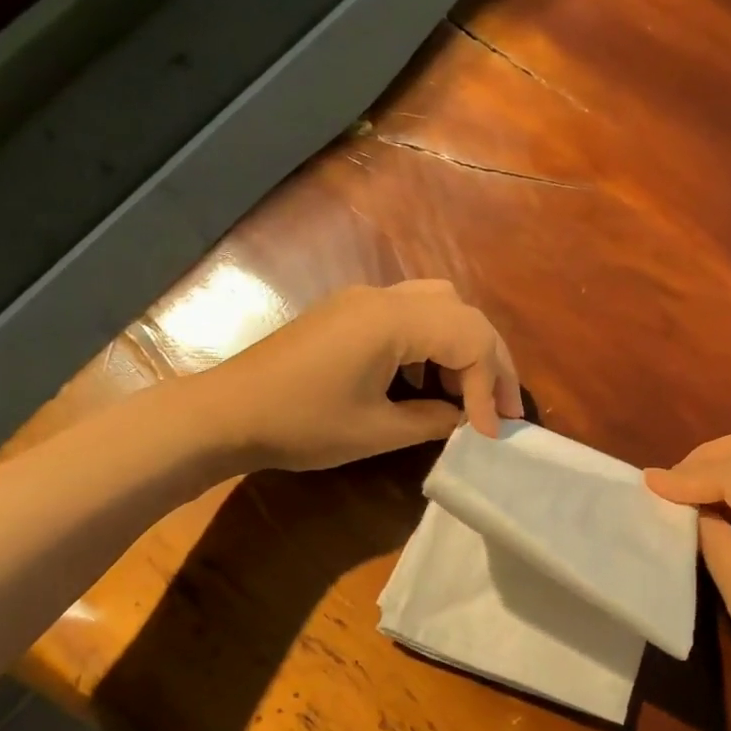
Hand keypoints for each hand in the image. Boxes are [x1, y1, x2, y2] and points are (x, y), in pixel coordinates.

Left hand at [209, 280, 521, 471]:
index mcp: (393, 320)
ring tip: (470, 395)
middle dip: (492, 361)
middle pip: (463, 313)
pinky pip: (410, 315)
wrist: (226, 413)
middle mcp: (384, 297)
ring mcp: (363, 301)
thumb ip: (433, 421)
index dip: (491, 386)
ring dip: (463, 348)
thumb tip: (466, 420)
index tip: (490, 433)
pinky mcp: (349, 314)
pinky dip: (433, 344)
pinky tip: (428, 382)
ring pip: (439, 306)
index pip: (470, 339)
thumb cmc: (301, 423)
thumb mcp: (376, 431)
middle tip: (503, 409)